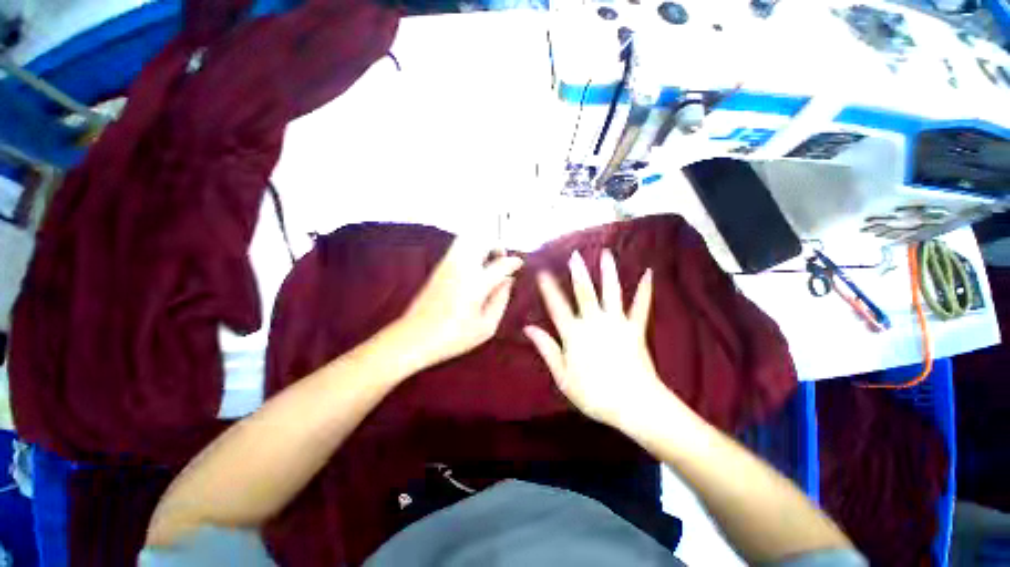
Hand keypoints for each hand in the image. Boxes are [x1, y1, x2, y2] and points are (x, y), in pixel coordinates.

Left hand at [395, 237, 522, 371]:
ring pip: (468, 238)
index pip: (501, 263)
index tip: (519, 264)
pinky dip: (471, 249)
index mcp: (475, 284)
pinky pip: (458, 247)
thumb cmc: (453, 337)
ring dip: (482, 243)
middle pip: (482, 239)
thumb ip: (501, 300)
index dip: (514, 262)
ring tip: (488, 261)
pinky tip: (474, 267)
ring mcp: (447, 264)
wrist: (414, 338)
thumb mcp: (486, 326)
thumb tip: (508, 281)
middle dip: (496, 244)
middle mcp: (461, 267)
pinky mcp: (438, 267)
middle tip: (502, 259)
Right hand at [524, 250, 669, 428]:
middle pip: (584, 293)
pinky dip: (644, 290)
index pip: (557, 306)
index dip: (549, 288)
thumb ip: (546, 348)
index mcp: (574, 334)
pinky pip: (640, 306)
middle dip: (578, 272)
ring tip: (606, 254)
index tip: (542, 272)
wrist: (634, 405)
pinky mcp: (635, 328)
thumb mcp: (562, 376)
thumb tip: (528, 328)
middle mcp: (594, 322)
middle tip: (575, 254)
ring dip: (608, 272)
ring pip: (611, 292)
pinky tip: (649, 274)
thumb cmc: (594, 393)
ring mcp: (617, 323)